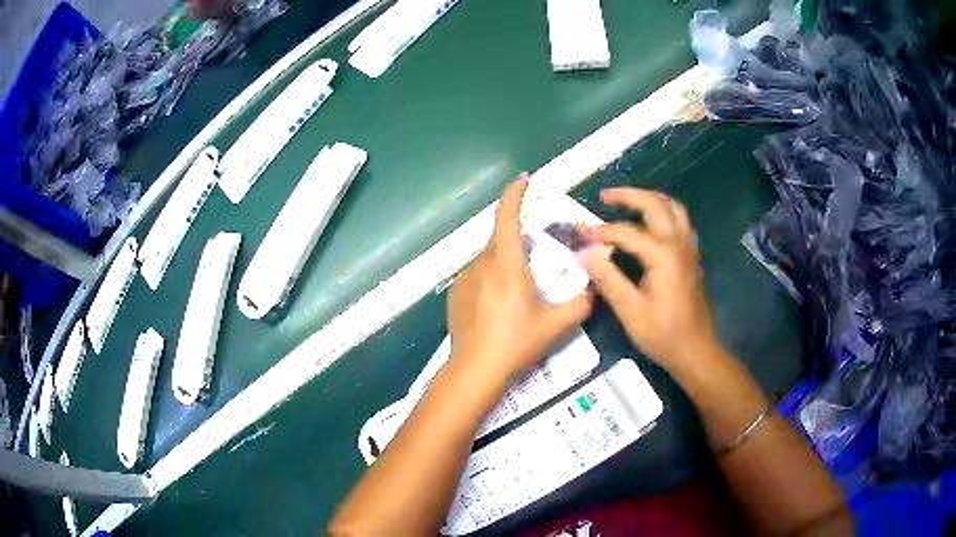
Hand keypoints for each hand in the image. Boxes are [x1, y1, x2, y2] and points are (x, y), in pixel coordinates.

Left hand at [447, 176, 592, 383]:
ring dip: (504, 263)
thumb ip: (581, 305)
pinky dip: (490, 280)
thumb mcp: (556, 324)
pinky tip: (498, 307)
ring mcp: (464, 280)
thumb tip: (593, 292)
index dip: (514, 194)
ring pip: (488, 260)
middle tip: (536, 258)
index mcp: (506, 263)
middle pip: (500, 240)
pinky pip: (476, 277)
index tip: (522, 179)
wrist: (475, 370)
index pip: (507, 217)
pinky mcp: (455, 296)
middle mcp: (482, 264)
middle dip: (518, 240)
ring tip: (518, 293)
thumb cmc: (517, 342)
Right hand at [585, 188, 717, 372]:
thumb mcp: (630, 311)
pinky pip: (681, 221)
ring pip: (673, 208)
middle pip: (655, 204)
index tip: (580, 237)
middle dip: (628, 195)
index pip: (626, 232)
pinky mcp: (693, 257)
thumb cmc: (662, 334)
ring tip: (630, 200)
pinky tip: (653, 223)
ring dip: (651, 198)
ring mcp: (689, 248)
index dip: (601, 232)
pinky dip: (665, 212)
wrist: (695, 350)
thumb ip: (607, 278)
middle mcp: (678, 244)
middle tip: (605, 196)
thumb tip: (585, 253)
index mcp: (663, 255)